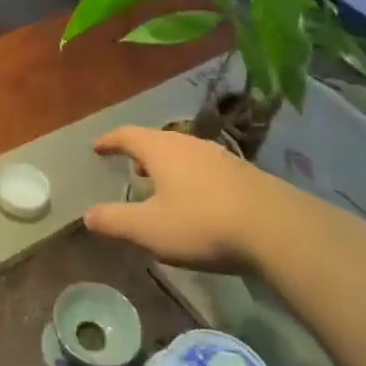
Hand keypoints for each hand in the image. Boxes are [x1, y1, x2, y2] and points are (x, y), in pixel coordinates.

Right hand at [85, 126, 282, 273]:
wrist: (277, 229)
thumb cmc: (202, 224)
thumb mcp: (149, 229)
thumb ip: (116, 221)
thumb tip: (88, 215)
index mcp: (161, 150)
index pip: (128, 135)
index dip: (110, 141)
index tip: (97, 147)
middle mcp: (189, 144)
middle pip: (157, 140)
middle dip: (140, 152)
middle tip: (130, 166)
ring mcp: (219, 156)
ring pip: (183, 153)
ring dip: (167, 164)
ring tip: (161, 183)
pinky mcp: (242, 173)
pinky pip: (205, 167)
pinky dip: (190, 176)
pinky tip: (197, 198)